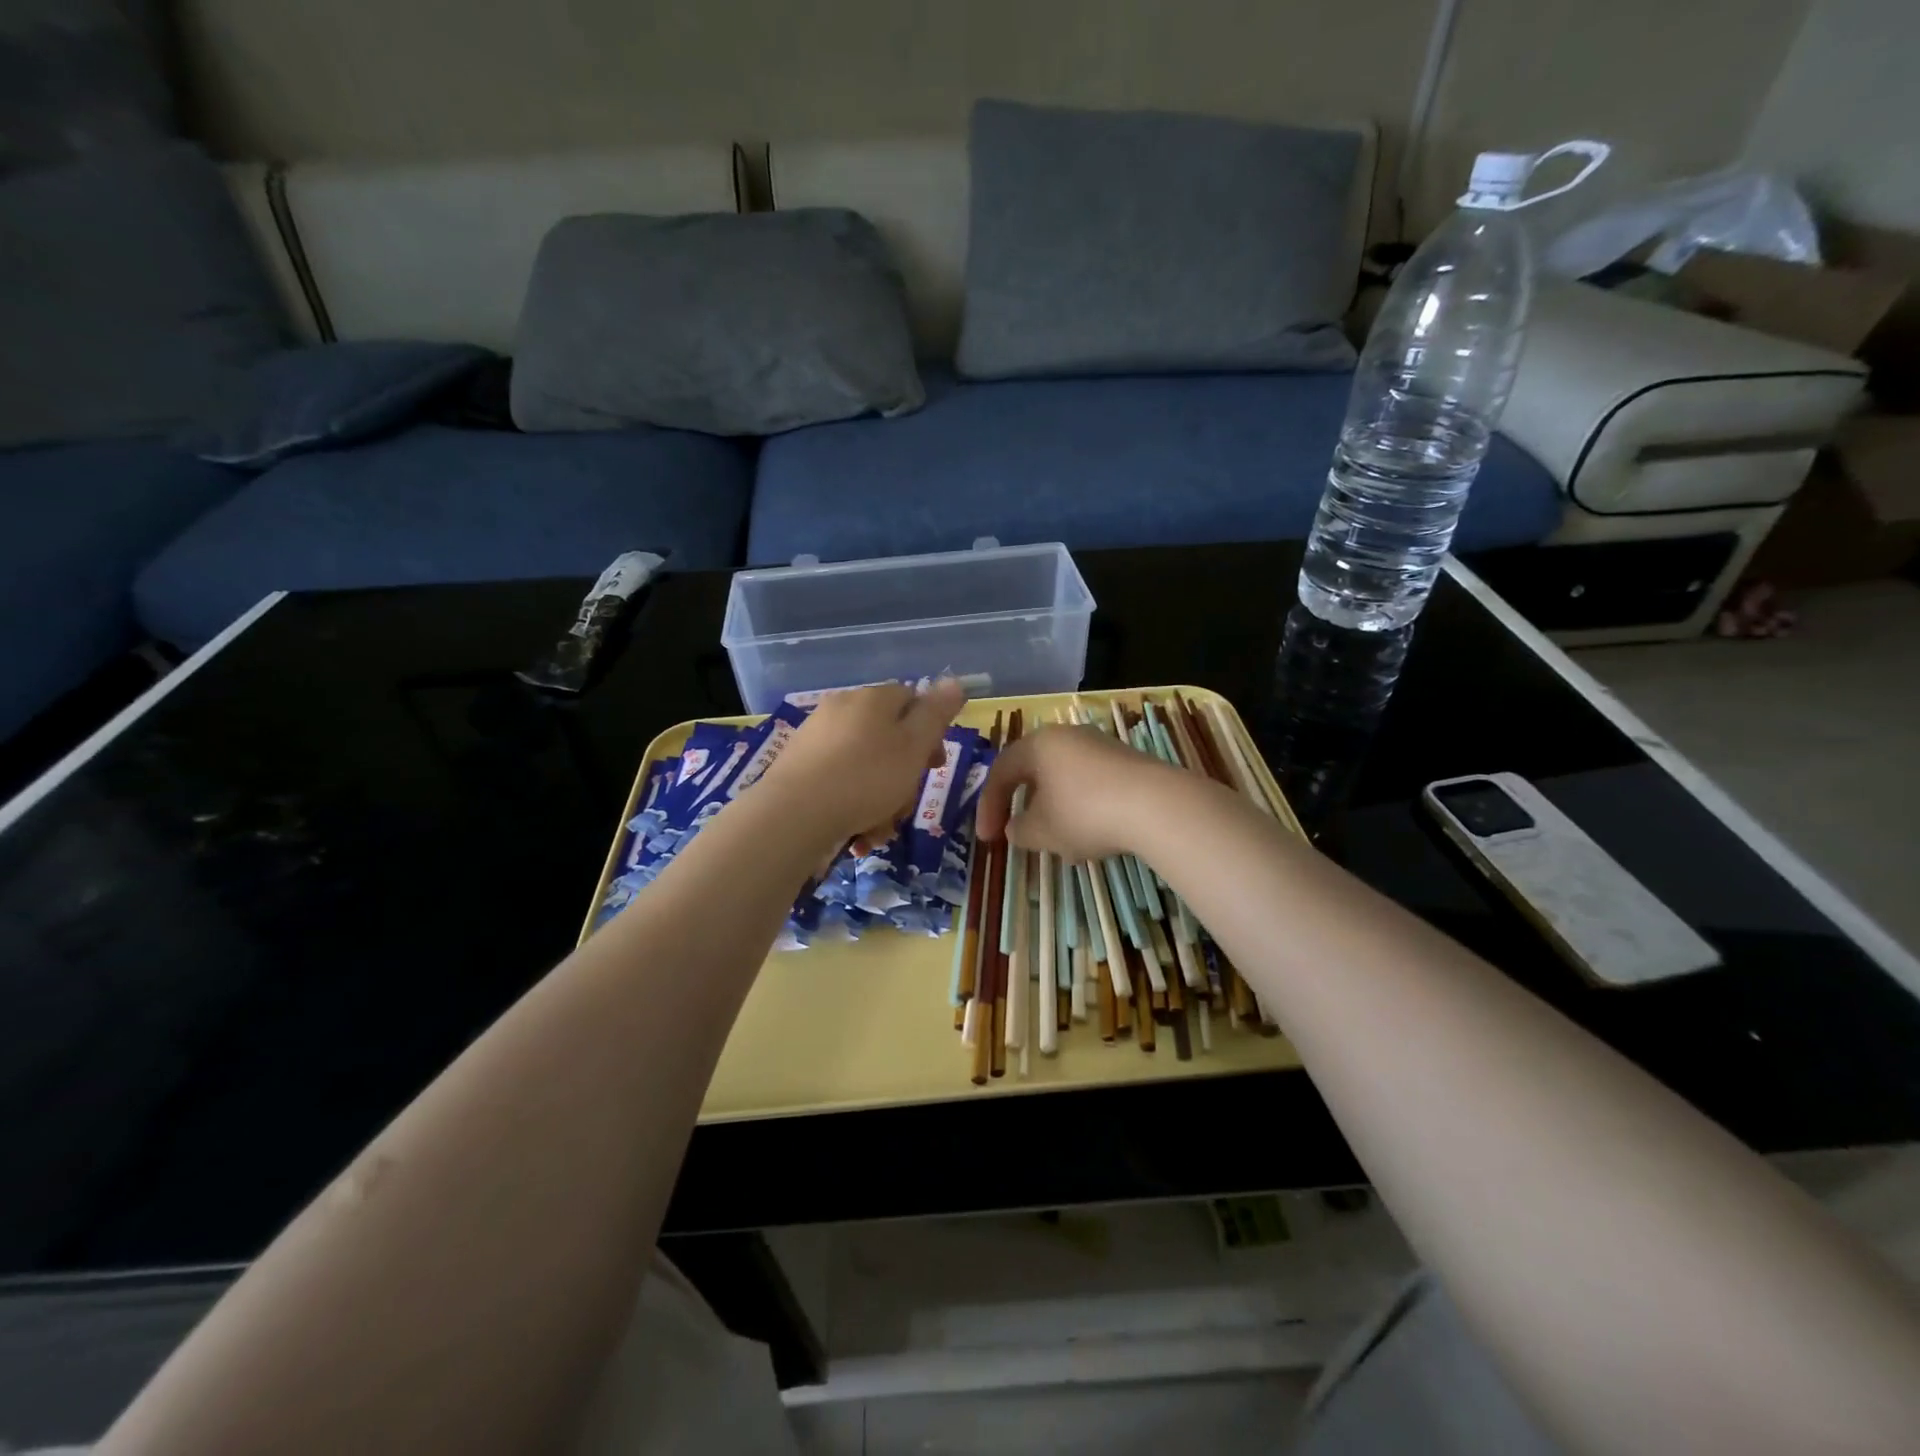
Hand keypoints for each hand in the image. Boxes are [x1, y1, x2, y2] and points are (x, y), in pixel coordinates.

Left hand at [756, 680, 967, 849]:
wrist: (793, 815)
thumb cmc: (866, 778)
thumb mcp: (914, 746)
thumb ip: (936, 714)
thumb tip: (953, 680)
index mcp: (872, 698)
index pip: (911, 699)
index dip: (930, 731)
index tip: (936, 765)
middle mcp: (842, 710)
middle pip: (888, 739)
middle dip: (903, 777)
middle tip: (905, 806)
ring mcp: (816, 739)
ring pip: (865, 768)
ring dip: (880, 803)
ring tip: (878, 832)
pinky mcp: (797, 769)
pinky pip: (839, 784)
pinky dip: (852, 808)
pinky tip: (855, 836)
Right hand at [976, 724, 1184, 861]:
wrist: (1156, 805)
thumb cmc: (1084, 813)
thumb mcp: (1041, 830)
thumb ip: (1019, 830)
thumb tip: (1015, 828)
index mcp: (1038, 744)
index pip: (1001, 771)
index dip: (988, 806)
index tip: (987, 839)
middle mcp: (1067, 736)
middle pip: (1034, 771)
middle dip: (1023, 806)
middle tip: (1017, 833)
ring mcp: (1101, 746)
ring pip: (1064, 780)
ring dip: (1054, 811)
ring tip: (1058, 843)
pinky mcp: (1127, 762)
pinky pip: (1092, 785)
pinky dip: (1082, 809)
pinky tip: (1091, 836)